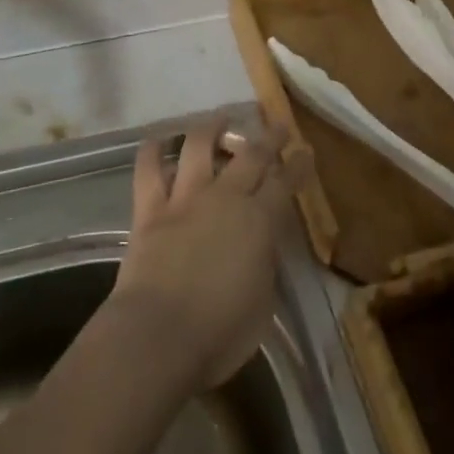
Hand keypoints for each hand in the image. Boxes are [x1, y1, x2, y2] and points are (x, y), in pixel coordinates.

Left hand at [107, 126, 293, 391]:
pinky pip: (148, 170)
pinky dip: (152, 151)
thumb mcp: (263, 304)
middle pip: (250, 156)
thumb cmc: (220, 334)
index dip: (297, 166)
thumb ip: (264, 265)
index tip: (305, 151)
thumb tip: (260, 247)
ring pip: (198, 147)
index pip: (285, 184)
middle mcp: (224, 199)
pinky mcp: (149, 209)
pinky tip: (158, 140)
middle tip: (276, 124)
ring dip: (211, 127)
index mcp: (259, 222)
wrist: (158, 336)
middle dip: (268, 137)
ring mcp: (184, 199)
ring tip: (218, 116)